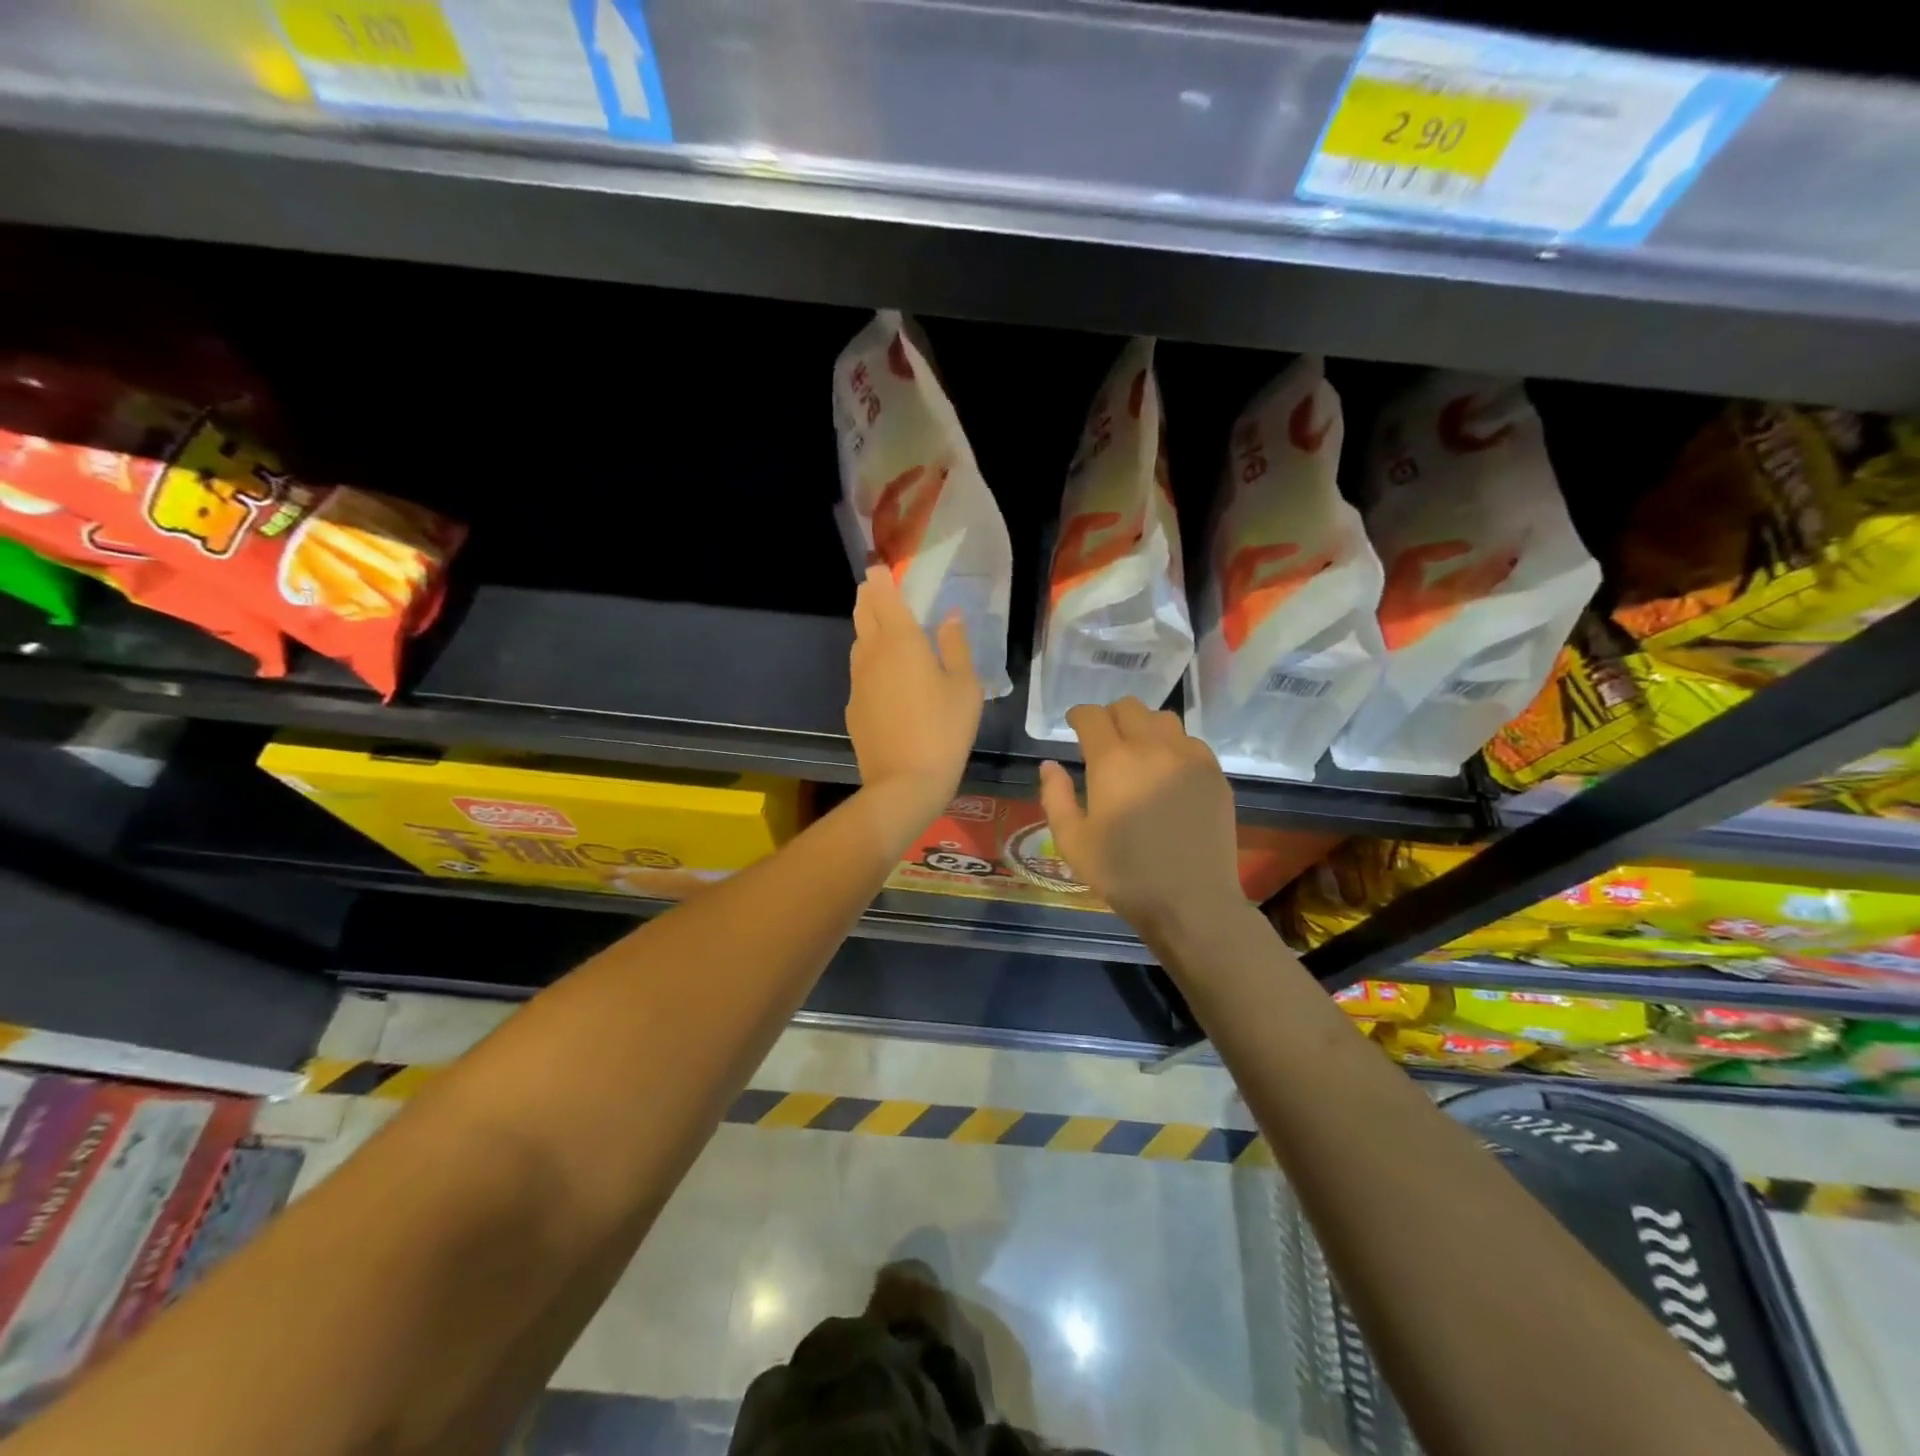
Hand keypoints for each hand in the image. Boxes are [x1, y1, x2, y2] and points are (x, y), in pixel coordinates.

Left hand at [846, 564, 983, 831]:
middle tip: (877, 588)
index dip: (880, 578)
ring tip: (882, 626)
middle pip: (864, 614)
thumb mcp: (965, 687)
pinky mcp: (854, 706)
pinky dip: (869, 662)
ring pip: (859, 643)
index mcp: (901, 641)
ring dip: (867, 628)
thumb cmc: (944, 730)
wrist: (904, 782)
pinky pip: (860, 673)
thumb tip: (950, 616)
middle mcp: (872, 653)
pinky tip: (884, 676)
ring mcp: (858, 681)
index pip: (884, 596)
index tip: (880, 566)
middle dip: (869, 596)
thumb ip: (956, 646)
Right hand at [1038, 698, 1243, 939]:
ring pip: (1163, 719)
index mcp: (1112, 761)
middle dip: (1110, 716)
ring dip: (1143, 726)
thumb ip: (1056, 797)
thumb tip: (1050, 765)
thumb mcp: (1073, 843)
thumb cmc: (1124, 874)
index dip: (1078, 715)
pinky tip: (1168, 771)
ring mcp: (1189, 758)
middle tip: (1102, 739)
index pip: (1092, 716)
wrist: (1191, 901)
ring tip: (1137, 751)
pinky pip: (1191, 742)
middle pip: (1129, 707)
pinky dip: (1173, 745)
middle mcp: (1152, 747)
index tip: (1073, 725)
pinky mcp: (1214, 774)